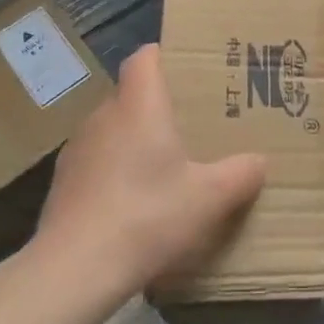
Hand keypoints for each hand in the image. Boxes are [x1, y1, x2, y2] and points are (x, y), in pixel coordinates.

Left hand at [33, 44, 266, 300]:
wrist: (74, 268)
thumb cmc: (147, 216)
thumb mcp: (209, 198)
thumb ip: (240, 174)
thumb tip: (260, 161)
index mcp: (139, 105)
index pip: (144, 57)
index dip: (164, 56)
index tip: (189, 70)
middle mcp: (104, 115)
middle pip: (132, 94)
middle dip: (158, 104)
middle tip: (191, 123)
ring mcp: (77, 148)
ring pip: (113, 128)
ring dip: (135, 139)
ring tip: (164, 166)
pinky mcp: (63, 182)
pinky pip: (97, 161)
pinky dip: (115, 170)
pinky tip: (134, 203)